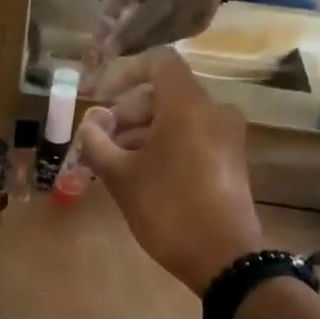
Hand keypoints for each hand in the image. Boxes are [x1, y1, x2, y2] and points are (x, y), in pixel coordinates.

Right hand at [80, 50, 263, 295]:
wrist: (223, 256)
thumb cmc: (167, 209)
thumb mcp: (121, 178)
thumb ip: (98, 144)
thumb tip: (89, 126)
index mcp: (187, 105)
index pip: (158, 62)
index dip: (125, 73)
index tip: (101, 99)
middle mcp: (213, 109)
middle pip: (166, 93)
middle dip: (129, 111)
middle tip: (102, 140)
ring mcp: (227, 134)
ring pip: (178, 117)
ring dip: (144, 131)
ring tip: (116, 162)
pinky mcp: (230, 158)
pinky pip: (193, 136)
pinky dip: (166, 144)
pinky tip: (144, 173)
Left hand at [96, 0, 234, 56]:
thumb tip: (106, 9)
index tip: (105, 12)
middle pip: (161, 4)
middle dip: (130, 29)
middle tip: (105, 48)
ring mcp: (202, 1)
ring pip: (165, 27)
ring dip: (136, 42)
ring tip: (111, 54)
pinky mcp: (201, 23)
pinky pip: (170, 37)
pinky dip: (148, 45)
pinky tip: (129, 51)